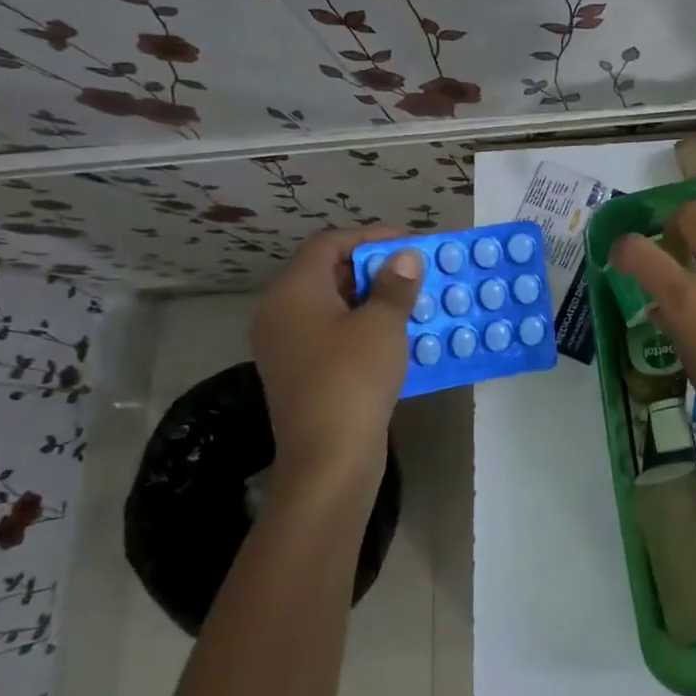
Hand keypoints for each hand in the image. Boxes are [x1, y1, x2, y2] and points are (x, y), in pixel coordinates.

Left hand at [251, 228, 424, 490]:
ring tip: (412, 299)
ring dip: (372, 298)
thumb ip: (395, 285)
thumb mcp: (382, 325)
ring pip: (332, 305)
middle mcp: (280, 313)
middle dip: (374, 268)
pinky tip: (397, 334)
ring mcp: (287, 345)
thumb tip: (405, 257)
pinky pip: (332, 334)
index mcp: (293, 291)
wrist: (329, 458)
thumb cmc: (353, 379)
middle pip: (327, 273)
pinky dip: (362, 326)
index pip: (329, 244)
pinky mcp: (300, 373)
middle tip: (415, 270)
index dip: (370, 237)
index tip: (409, 241)